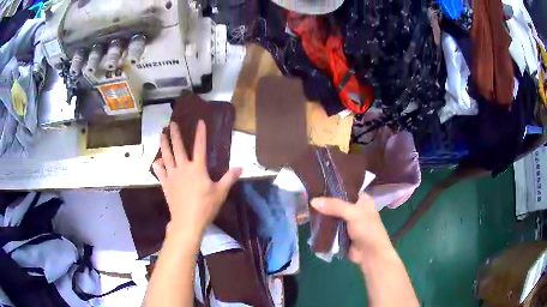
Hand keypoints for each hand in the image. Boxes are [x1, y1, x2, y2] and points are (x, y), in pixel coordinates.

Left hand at [152, 121, 241, 238]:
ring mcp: (173, 176)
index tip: (200, 121)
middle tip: (171, 124)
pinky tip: (155, 162)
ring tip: (161, 134)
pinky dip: (158, 166)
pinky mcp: (166, 185)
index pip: (200, 146)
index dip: (200, 133)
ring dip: (164, 145)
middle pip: (178, 148)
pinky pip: (160, 172)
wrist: (187, 221)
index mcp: (197, 168)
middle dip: (175, 134)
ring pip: (166, 156)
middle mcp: (183, 168)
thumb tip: (241, 167)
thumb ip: (229, 178)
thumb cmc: (205, 207)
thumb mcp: (221, 192)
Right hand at [311, 194, 394, 268]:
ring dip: (321, 214)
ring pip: (331, 215)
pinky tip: (309, 220)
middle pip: (336, 202)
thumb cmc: (368, 230)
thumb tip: (313, 201)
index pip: (345, 188)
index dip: (332, 186)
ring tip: (304, 206)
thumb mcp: (353, 214)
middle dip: (324, 201)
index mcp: (362, 200)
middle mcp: (354, 209)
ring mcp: (346, 222)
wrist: (370, 255)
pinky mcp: (340, 233)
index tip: (315, 182)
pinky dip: (321, 225)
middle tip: (307, 195)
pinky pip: (329, 227)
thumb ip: (334, 206)